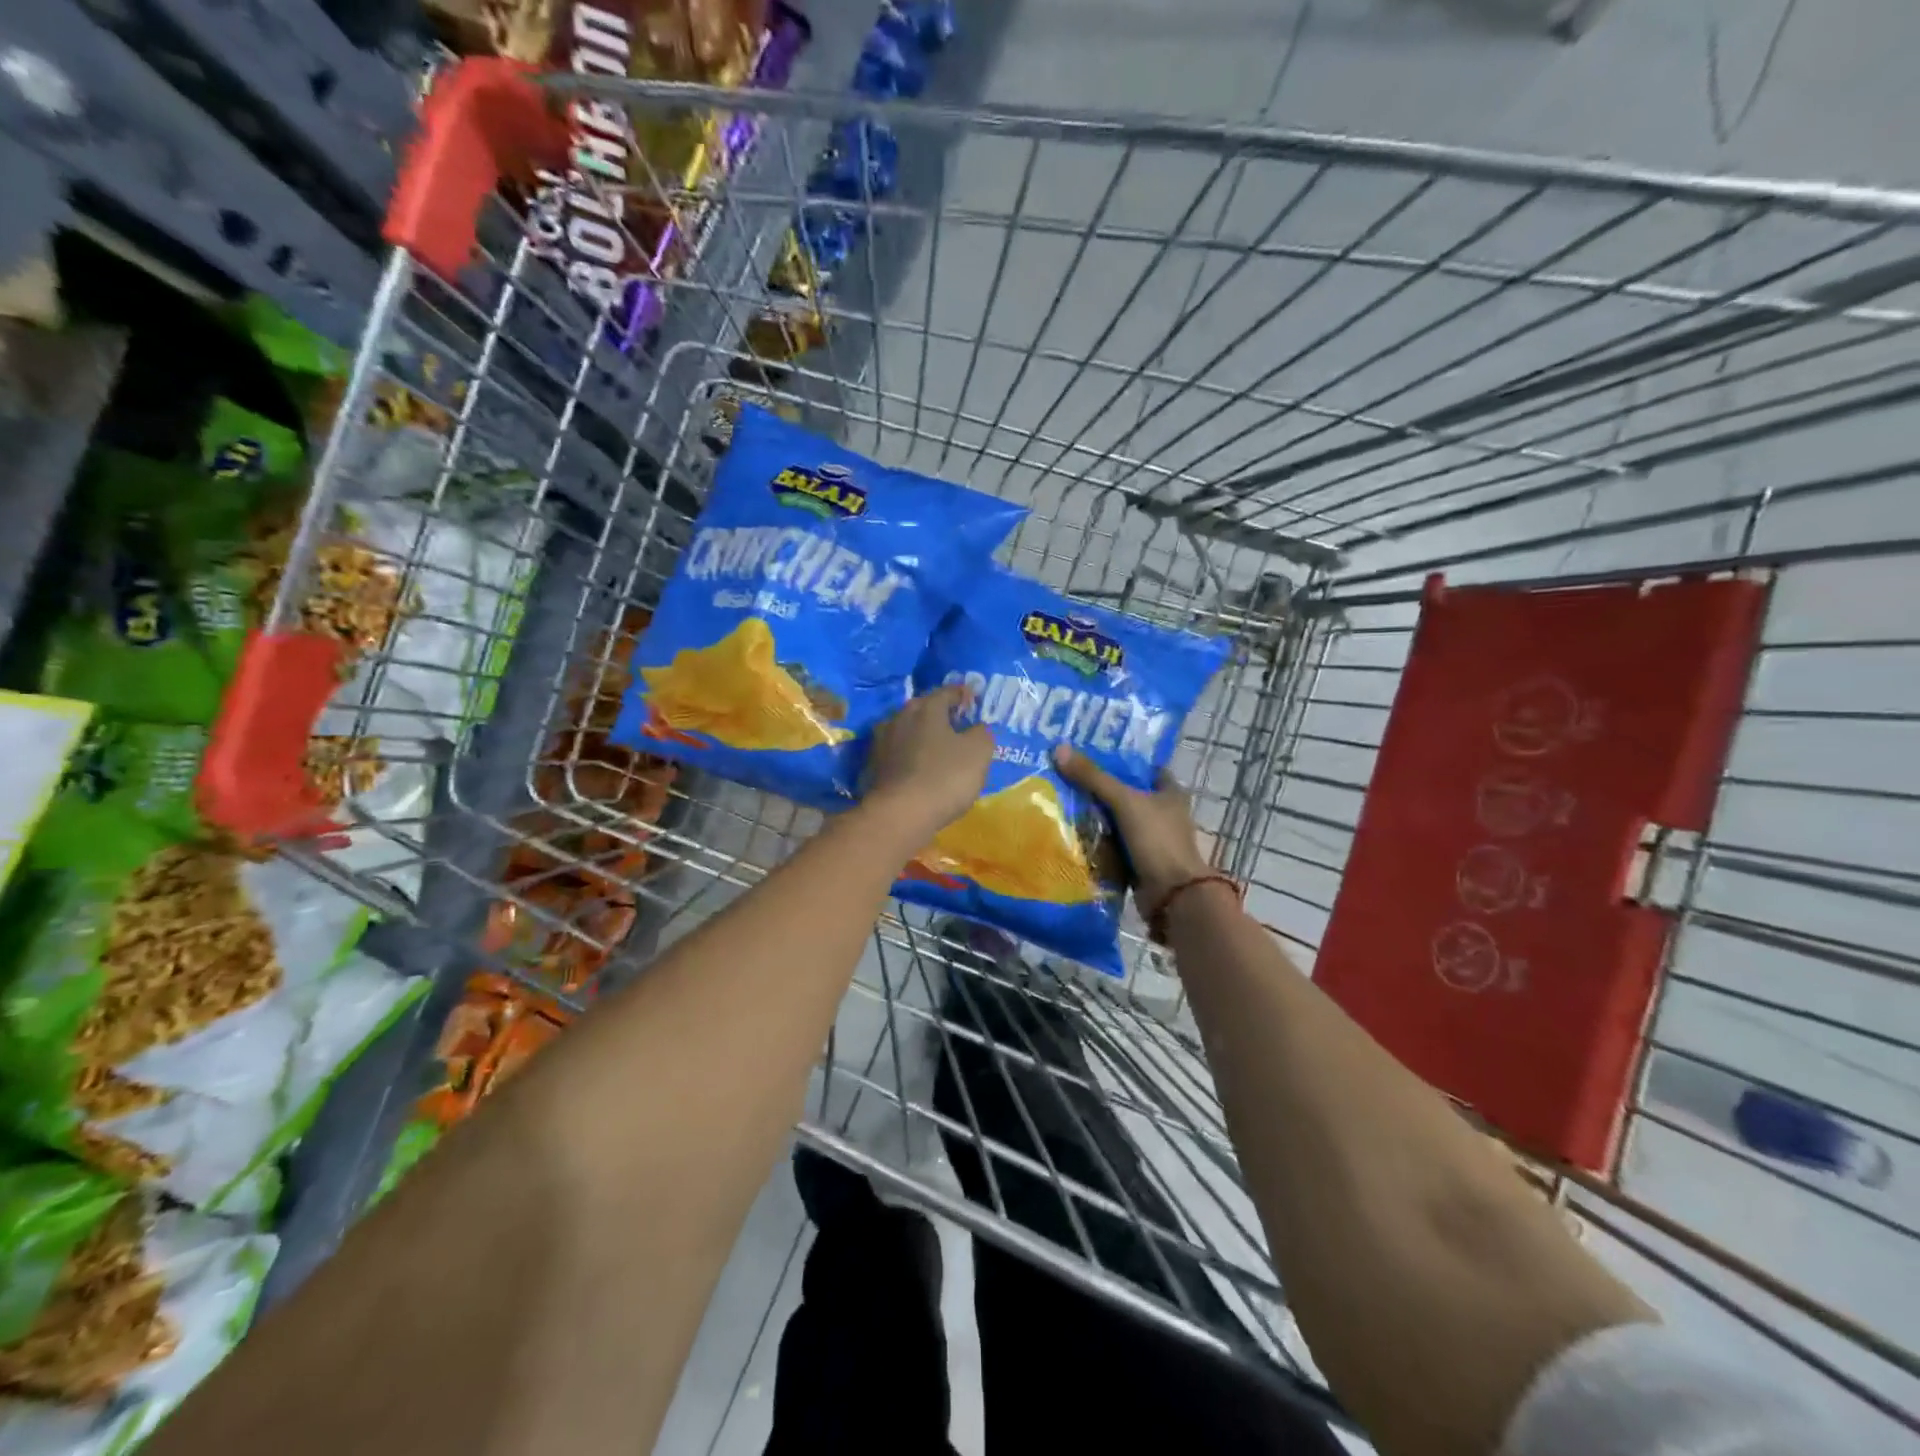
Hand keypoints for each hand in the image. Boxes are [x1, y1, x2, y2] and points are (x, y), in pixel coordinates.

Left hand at [862, 685, 993, 842]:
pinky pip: (900, 752)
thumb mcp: (979, 752)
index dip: (961, 694)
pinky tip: (922, 765)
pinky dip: (912, 754)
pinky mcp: (876, 766)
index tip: (972, 698)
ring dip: (923, 734)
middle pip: (923, 708)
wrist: (900, 814)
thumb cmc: (945, 776)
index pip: (946, 692)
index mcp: (926, 708)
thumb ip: (982, 733)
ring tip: (939, 745)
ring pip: (909, 730)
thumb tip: (977, 728)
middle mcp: (901, 718)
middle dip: (939, 712)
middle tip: (956, 721)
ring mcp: (884, 742)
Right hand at [1053, 744, 1210, 910]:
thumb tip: (1058, 749)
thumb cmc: (1156, 840)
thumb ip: (1093, 777)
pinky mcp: (1139, 862)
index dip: (1120, 761)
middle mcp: (1163, 813)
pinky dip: (1096, 842)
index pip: (1144, 768)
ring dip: (1095, 817)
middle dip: (1099, 789)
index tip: (1089, 755)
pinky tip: (1071, 834)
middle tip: (1065, 777)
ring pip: (1117, 821)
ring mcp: (1151, 840)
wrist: (1172, 895)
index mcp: (1170, 793)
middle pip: (1126, 794)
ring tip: (1061, 802)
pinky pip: (1113, 846)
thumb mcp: (1124, 802)